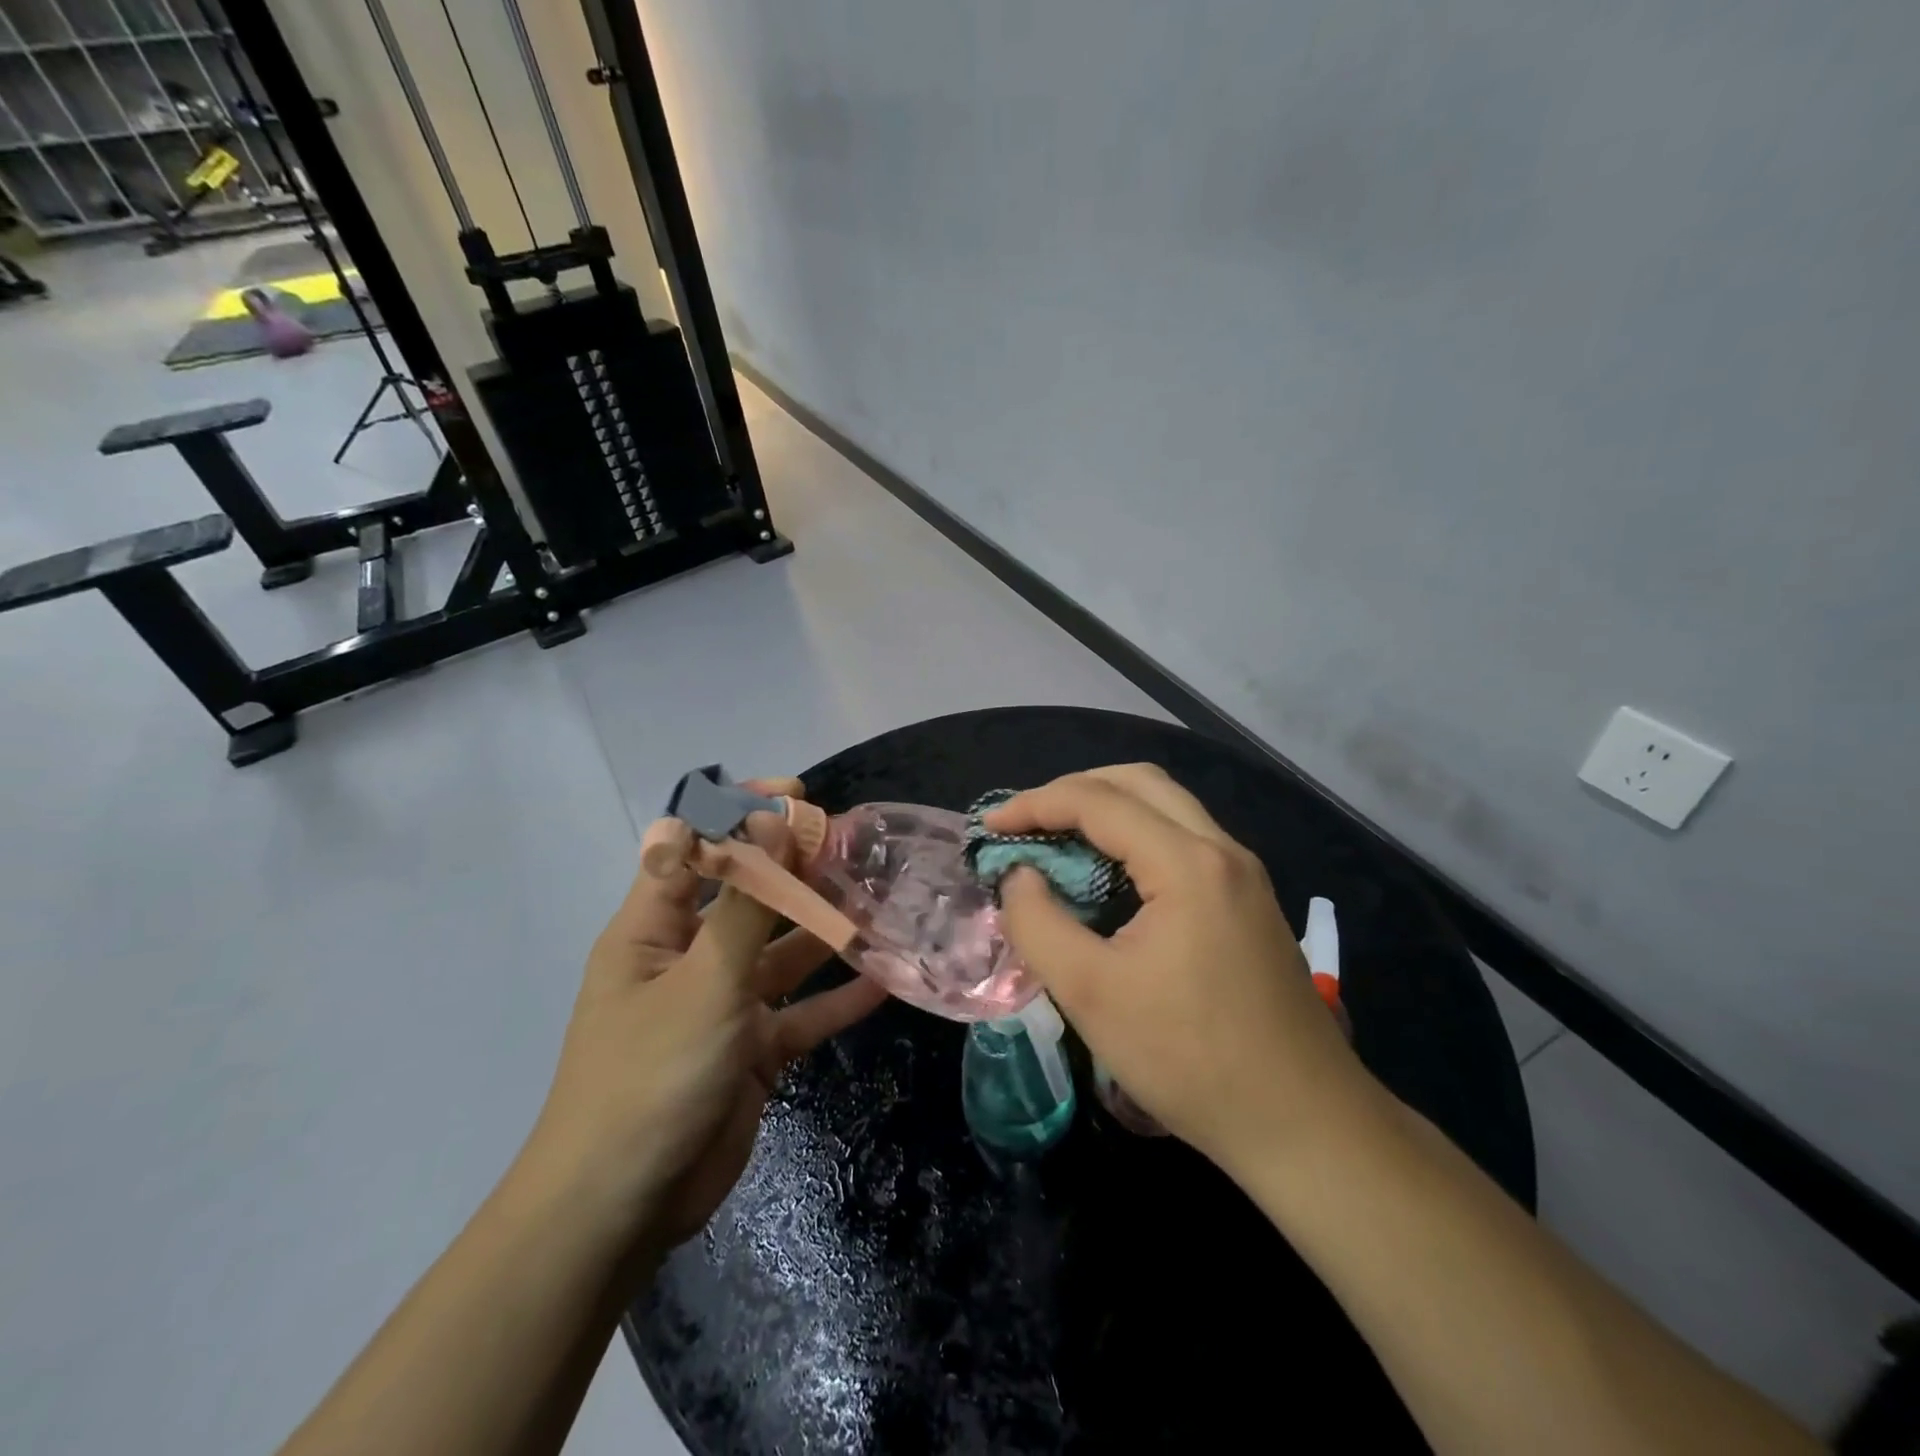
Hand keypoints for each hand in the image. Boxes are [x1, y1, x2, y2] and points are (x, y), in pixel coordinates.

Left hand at [522, 778, 888, 1257]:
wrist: (623, 1208)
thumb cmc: (651, 1075)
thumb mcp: (704, 981)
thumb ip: (747, 903)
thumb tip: (771, 820)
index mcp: (653, 929)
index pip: (693, 847)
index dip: (739, 813)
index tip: (797, 796)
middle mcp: (688, 957)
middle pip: (748, 897)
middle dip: (798, 871)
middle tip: (856, 848)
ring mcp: (722, 1005)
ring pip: (782, 953)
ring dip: (826, 932)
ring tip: (881, 903)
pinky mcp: (752, 1050)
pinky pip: (801, 1013)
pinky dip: (838, 1000)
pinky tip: (884, 980)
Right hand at [989, 764, 1369, 1173]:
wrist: (1304, 1123)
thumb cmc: (1190, 1059)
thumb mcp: (1090, 994)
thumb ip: (1038, 923)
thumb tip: (1020, 875)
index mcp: (1188, 863)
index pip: (1098, 801)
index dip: (1035, 804)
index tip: (990, 827)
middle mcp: (1222, 850)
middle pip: (1139, 782)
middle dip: (1074, 790)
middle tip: (1027, 823)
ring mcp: (1243, 874)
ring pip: (1167, 806)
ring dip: (1108, 809)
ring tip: (1058, 841)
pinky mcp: (1249, 900)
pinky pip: (1184, 839)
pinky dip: (1136, 836)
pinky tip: (1110, 875)